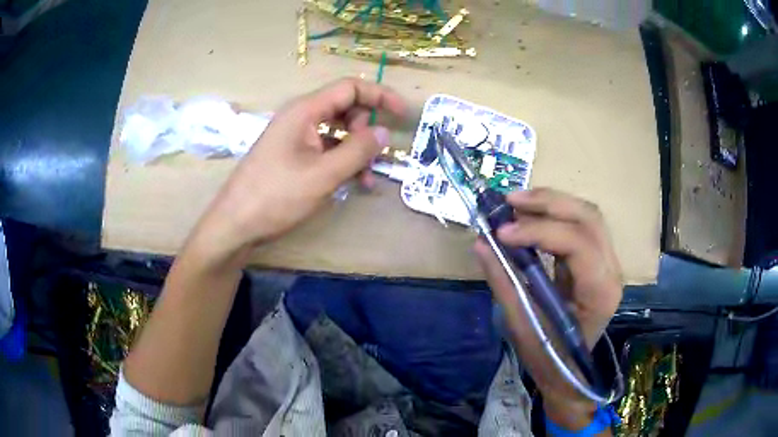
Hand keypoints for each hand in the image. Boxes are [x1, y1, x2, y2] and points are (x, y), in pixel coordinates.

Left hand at [189, 78, 406, 266]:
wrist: (235, 224)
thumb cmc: (276, 196)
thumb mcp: (323, 175)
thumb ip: (358, 151)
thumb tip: (384, 132)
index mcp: (305, 110)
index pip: (350, 87)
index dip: (380, 96)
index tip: (403, 114)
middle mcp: (300, 117)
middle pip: (345, 108)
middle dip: (366, 130)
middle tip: (373, 158)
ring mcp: (295, 137)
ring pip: (337, 131)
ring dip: (356, 150)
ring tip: (365, 179)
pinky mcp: (292, 155)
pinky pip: (325, 149)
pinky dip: (341, 161)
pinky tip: (351, 183)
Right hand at [474, 188, 622, 424]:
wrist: (569, 371)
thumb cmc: (548, 356)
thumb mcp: (522, 325)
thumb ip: (504, 281)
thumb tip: (481, 243)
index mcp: (600, 292)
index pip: (577, 244)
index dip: (539, 231)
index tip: (501, 232)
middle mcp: (612, 270)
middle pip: (588, 218)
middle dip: (548, 203)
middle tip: (509, 200)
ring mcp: (609, 262)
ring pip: (588, 215)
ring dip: (552, 203)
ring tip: (517, 202)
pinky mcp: (598, 259)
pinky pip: (580, 225)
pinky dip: (555, 214)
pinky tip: (532, 214)